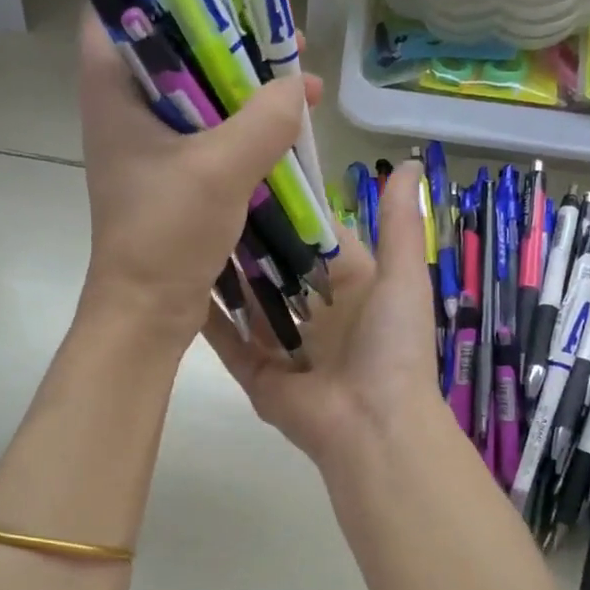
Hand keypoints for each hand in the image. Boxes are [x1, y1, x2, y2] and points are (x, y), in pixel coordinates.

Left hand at [77, 11, 320, 338]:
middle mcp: (121, 109)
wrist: (146, 312)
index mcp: (112, 92)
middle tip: (277, 35)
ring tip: (295, 78)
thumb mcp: (222, 168)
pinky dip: (239, 126)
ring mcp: (145, 145)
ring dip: (240, 85)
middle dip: (225, 36)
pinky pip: (205, 132)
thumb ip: (266, 118)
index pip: (116, 9)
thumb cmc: (167, 234)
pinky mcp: (167, 174)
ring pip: (193, 92)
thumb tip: (299, 86)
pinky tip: (283, 130)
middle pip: (170, 46)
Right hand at [204, 161, 446, 466]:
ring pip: (248, 303)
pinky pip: (227, 339)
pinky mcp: (255, 373)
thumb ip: (399, 225)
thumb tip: (410, 163)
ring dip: (225, 274)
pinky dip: (207, 315)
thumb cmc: (392, 346)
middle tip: (212, 199)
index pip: (316, 242)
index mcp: (352, 291)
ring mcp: (282, 347)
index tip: (258, 173)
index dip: (292, 212)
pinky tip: (179, 281)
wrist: (374, 426)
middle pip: (276, 272)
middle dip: (251, 241)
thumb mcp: (403, 277)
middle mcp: (316, 317)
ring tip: (189, 231)